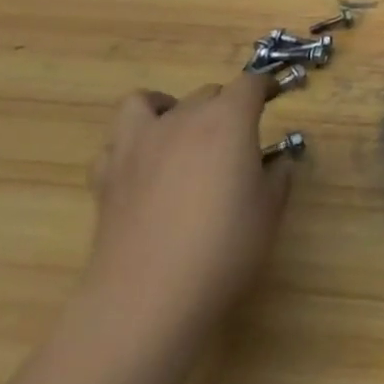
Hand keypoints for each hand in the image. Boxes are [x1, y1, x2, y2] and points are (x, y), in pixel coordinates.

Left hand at [84, 75, 292, 336]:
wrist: (148, 299)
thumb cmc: (224, 247)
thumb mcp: (269, 210)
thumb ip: (278, 175)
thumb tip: (276, 162)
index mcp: (228, 119)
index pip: (250, 84)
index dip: (265, 86)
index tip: (275, 94)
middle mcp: (183, 119)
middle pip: (207, 93)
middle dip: (225, 105)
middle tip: (237, 137)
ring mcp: (138, 145)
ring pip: (148, 102)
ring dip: (168, 108)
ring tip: (180, 131)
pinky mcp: (106, 176)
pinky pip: (116, 143)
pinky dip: (130, 145)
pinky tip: (143, 165)